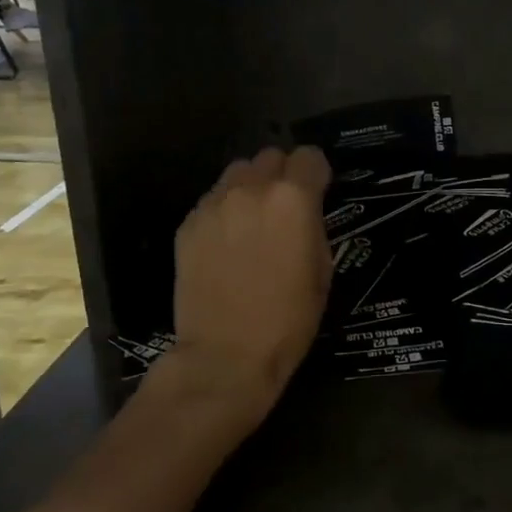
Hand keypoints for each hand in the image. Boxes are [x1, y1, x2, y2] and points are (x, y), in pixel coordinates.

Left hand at [166, 146, 333, 418]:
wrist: (226, 355)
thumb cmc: (288, 320)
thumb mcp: (323, 271)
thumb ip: (314, 226)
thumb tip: (305, 213)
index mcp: (293, 199)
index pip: (308, 155)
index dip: (316, 172)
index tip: (318, 191)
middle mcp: (252, 189)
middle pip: (270, 156)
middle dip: (282, 174)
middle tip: (284, 207)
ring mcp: (215, 204)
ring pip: (237, 172)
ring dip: (250, 186)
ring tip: (252, 219)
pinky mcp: (189, 224)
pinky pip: (212, 200)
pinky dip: (224, 210)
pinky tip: (226, 243)